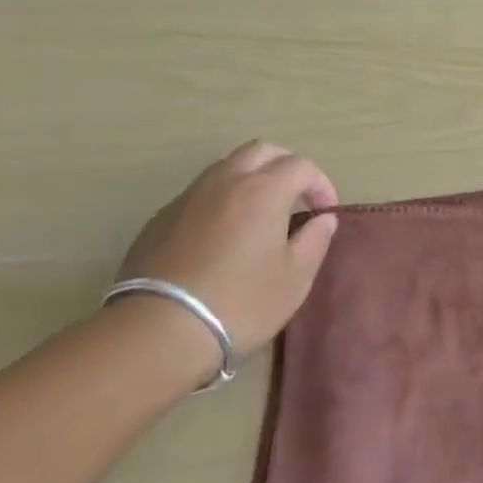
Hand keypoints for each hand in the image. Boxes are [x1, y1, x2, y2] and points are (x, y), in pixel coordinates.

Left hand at [116, 141, 339, 364]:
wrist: (157, 331)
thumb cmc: (240, 302)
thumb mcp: (295, 278)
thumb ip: (315, 240)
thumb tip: (323, 219)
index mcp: (264, 190)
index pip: (302, 166)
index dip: (321, 184)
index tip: (325, 212)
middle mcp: (225, 182)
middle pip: (261, 151)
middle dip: (285, 166)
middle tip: (297, 197)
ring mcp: (188, 198)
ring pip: (226, 168)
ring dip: (250, 179)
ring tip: (260, 214)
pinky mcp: (159, 220)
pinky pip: (199, 194)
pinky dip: (221, 201)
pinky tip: (222, 236)